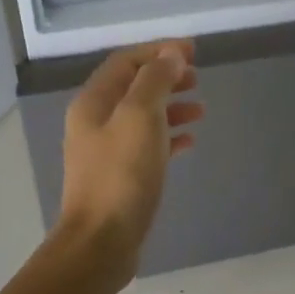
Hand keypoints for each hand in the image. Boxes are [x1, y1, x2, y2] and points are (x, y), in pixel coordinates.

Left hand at [57, 40, 202, 272]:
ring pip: (142, 116)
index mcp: (93, 102)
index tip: (193, 51)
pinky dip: (169, 137)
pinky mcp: (120, 176)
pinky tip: (190, 141)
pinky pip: (147, 146)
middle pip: (133, 87)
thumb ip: (155, 81)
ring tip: (200, 108)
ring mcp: (106, 151)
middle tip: (197, 77)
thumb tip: (171, 54)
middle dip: (165, 77)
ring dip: (171, 107)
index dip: (159, 51)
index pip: (126, 62)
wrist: (101, 242)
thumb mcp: (140, 117)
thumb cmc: (121, 175)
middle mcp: (95, 122)